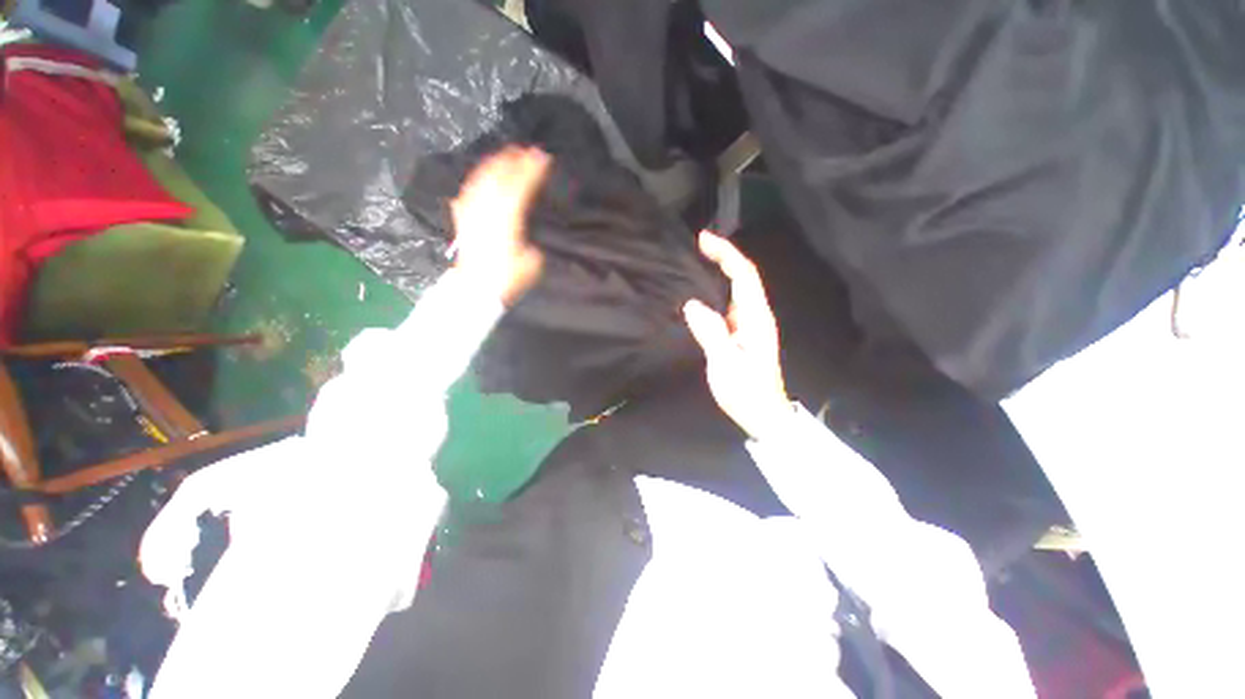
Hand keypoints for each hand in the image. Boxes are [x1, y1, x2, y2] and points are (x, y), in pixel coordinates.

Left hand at [450, 147, 550, 304]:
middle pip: (499, 179)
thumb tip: (529, 235)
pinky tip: (481, 176)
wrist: (475, 288)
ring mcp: (472, 213)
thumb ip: (531, 242)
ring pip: (481, 181)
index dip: (531, 171)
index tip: (542, 157)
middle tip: (526, 150)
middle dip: (513, 162)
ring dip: (494, 165)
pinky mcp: (463, 219)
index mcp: (507, 221)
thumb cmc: (506, 279)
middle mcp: (487, 211)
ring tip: (505, 155)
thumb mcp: (532, 263)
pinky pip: (468, 192)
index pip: (519, 188)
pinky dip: (476, 180)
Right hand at [684, 232, 791, 439]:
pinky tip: (703, 290)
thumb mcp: (726, 364)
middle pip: (744, 277)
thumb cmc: (746, 391)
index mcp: (756, 319)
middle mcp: (757, 315)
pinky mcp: (743, 333)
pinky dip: (718, 289)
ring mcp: (751, 324)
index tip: (704, 240)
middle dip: (723, 256)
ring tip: (697, 260)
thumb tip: (692, 305)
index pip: (744, 276)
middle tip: (698, 244)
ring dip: (720, 270)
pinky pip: (730, 303)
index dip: (726, 254)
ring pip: (737, 289)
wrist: (762, 413)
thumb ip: (711, 333)